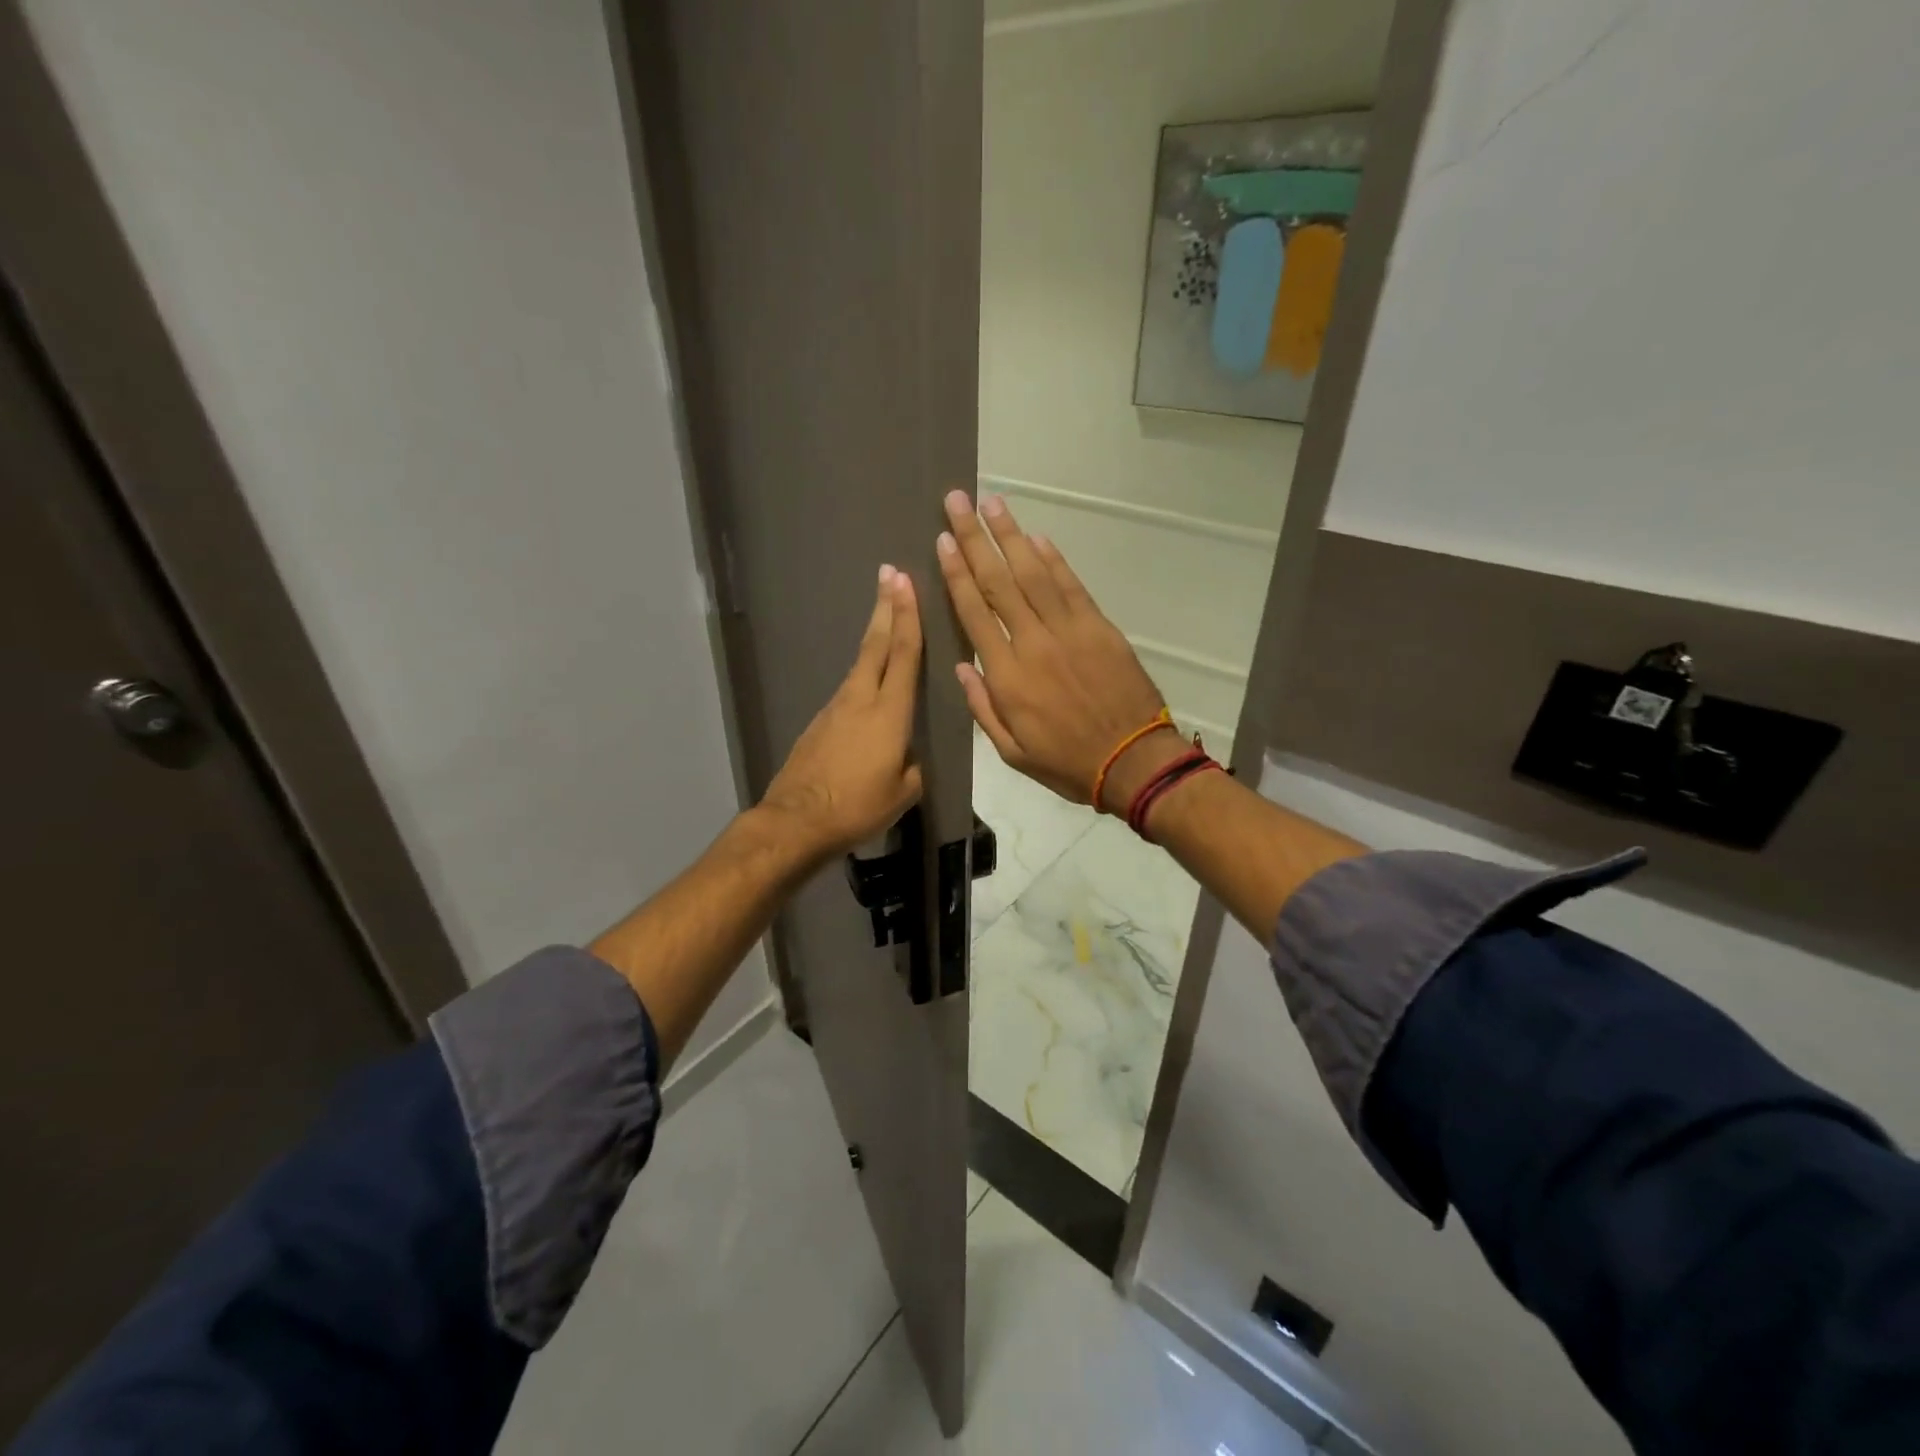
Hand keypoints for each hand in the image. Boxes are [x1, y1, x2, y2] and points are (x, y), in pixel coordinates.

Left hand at [760, 565, 924, 862]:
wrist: (797, 821)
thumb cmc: (857, 807)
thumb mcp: (904, 792)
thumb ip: (912, 765)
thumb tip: (906, 755)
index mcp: (889, 713)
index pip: (904, 654)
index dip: (908, 616)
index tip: (906, 582)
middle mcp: (860, 700)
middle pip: (876, 645)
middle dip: (886, 607)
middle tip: (890, 574)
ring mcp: (835, 709)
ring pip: (861, 665)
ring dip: (875, 637)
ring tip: (886, 618)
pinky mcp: (819, 723)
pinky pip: (849, 690)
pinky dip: (863, 674)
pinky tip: (870, 684)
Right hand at [936, 491, 1178, 812]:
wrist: (1133, 762)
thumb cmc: (1067, 763)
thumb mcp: (1011, 752)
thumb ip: (982, 707)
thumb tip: (960, 666)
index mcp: (1007, 676)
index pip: (974, 613)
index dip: (956, 574)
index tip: (943, 541)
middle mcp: (1033, 643)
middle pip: (998, 582)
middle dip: (976, 539)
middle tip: (958, 502)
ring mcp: (1069, 631)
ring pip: (1033, 573)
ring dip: (1011, 536)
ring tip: (992, 503)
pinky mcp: (1099, 627)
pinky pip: (1071, 586)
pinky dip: (1053, 559)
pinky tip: (1036, 538)